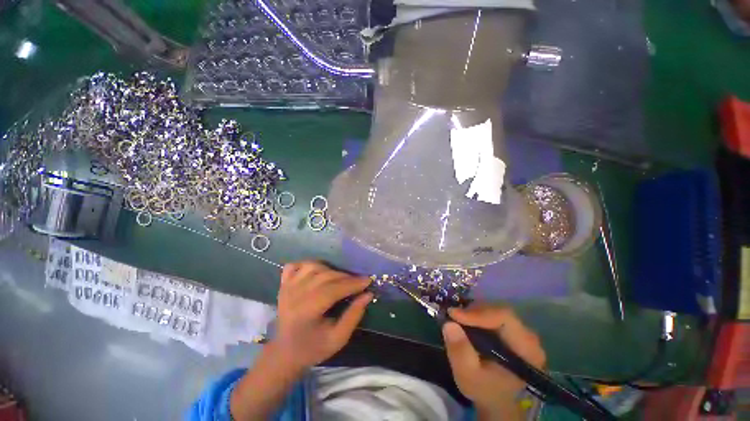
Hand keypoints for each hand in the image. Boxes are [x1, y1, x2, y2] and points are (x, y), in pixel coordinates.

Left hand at [272, 261, 372, 371]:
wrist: (285, 352)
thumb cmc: (313, 348)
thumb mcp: (338, 339)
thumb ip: (353, 315)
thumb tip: (368, 294)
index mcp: (306, 311)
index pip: (332, 290)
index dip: (352, 284)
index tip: (368, 280)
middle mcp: (294, 295)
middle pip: (324, 276)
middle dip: (346, 277)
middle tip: (358, 282)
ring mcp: (287, 287)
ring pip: (313, 266)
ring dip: (330, 269)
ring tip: (340, 279)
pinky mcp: (283, 284)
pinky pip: (295, 265)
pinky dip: (308, 265)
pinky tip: (317, 272)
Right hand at [442, 305, 545, 417]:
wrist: (497, 400)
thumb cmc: (485, 390)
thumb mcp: (468, 376)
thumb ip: (460, 351)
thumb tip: (449, 324)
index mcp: (526, 349)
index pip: (504, 318)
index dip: (478, 313)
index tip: (454, 315)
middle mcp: (528, 336)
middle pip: (499, 311)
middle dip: (474, 311)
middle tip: (454, 316)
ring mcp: (520, 332)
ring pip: (495, 310)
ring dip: (474, 312)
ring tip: (458, 319)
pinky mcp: (511, 330)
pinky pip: (493, 314)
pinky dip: (477, 315)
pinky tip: (466, 321)